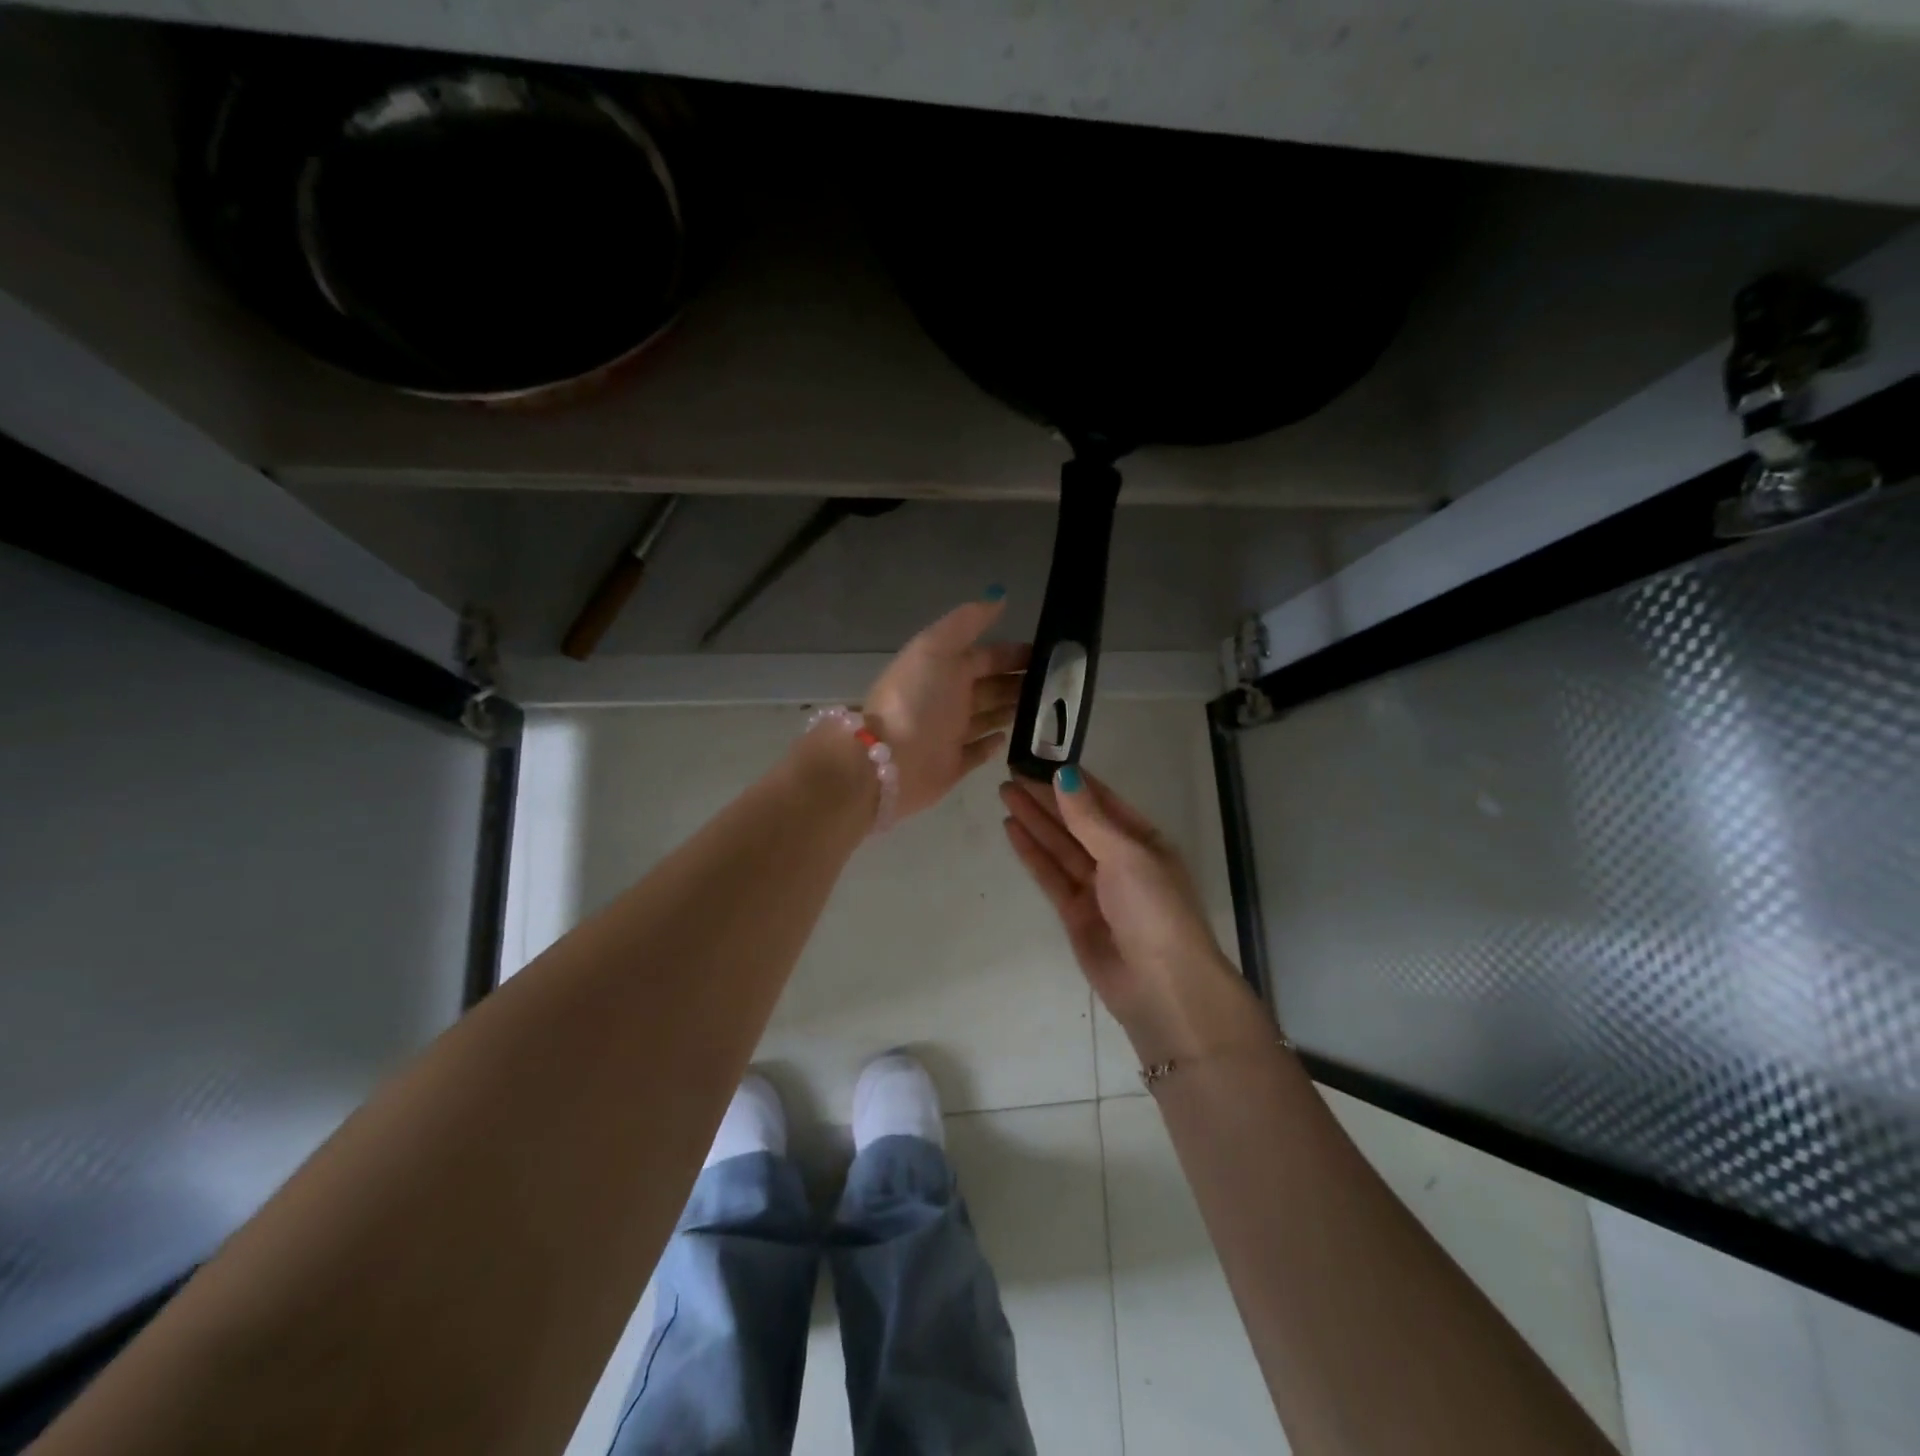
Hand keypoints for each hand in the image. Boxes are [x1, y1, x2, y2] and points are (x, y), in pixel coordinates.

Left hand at [864, 595, 1029, 818]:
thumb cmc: (915, 700)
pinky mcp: (953, 765)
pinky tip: (1011, 737)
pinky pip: (977, 752)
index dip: (1014, 654)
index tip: (1050, 656)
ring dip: (1013, 710)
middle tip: (1059, 686)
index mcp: (944, 669)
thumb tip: (999, 595)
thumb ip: (966, 622)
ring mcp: (950, 733)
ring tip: (1048, 709)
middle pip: (990, 686)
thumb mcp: (936, 648)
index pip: (986, 656)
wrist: (889, 761)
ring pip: (989, 717)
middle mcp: (948, 699)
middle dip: (1019, 682)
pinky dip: (992, 744)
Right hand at [999, 769, 1260, 1059]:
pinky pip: (1051, 875)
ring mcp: (1097, 888)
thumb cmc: (1154, 909)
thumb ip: (1089, 817)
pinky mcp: (1075, 914)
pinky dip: (1032, 853)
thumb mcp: (1126, 855)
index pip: (1103, 801)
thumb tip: (1064, 775)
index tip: (1041, 760)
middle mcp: (1120, 860)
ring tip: (1005, 793)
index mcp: (1144, 840)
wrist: (1162, 987)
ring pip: (1060, 846)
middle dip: (1047, 799)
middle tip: (1011, 774)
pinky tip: (1012, 829)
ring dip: (1034, 821)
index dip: (1072, 781)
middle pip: (1077, 822)